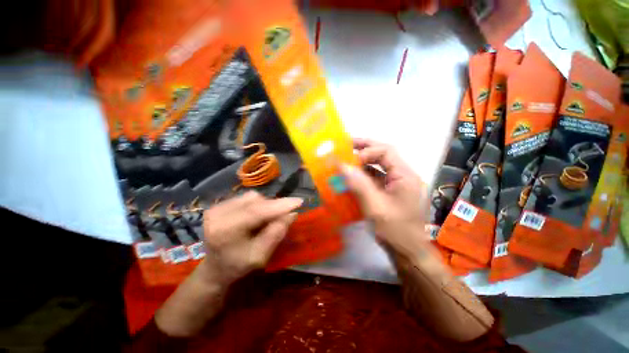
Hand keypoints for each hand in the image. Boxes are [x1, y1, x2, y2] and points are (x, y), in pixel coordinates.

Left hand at [202, 191, 302, 284]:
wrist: (214, 268)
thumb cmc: (237, 266)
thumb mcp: (260, 256)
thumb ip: (276, 233)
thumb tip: (292, 213)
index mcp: (226, 231)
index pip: (257, 211)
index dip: (280, 205)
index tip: (299, 201)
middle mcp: (218, 213)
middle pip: (255, 201)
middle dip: (274, 206)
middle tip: (284, 215)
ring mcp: (217, 206)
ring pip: (252, 197)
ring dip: (265, 205)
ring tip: (267, 218)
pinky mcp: (219, 204)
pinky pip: (246, 198)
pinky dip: (257, 204)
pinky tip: (256, 216)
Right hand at [341, 138, 430, 260]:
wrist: (408, 253)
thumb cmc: (396, 231)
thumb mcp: (375, 208)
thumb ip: (359, 185)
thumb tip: (342, 165)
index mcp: (405, 176)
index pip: (386, 151)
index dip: (366, 151)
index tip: (349, 160)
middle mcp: (403, 176)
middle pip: (384, 154)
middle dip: (364, 148)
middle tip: (346, 145)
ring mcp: (397, 184)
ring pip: (379, 166)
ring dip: (362, 162)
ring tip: (346, 159)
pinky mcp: (390, 193)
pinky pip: (376, 178)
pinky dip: (363, 176)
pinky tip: (352, 177)